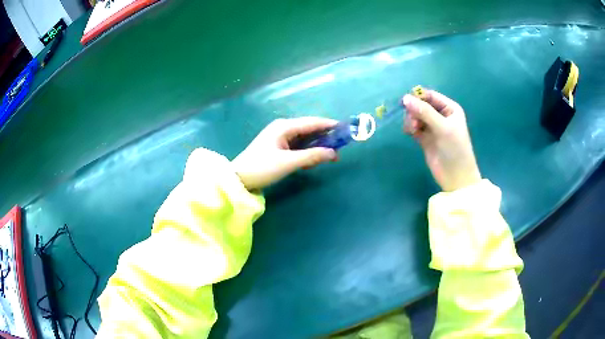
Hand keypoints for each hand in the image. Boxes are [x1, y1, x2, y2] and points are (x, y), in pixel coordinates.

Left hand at [232, 117, 338, 189]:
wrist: (239, 179)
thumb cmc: (262, 167)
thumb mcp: (288, 162)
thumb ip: (312, 156)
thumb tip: (333, 153)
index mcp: (284, 126)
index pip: (312, 122)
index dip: (329, 125)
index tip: (345, 129)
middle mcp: (283, 128)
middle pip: (309, 129)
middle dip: (324, 138)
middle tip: (339, 148)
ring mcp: (279, 137)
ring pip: (304, 139)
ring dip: (316, 147)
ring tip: (330, 157)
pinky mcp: (277, 147)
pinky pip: (297, 146)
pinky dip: (306, 152)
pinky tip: (312, 161)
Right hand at [402, 89, 480, 191]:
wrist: (456, 177)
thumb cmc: (455, 150)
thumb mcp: (442, 128)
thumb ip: (425, 112)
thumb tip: (405, 98)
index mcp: (450, 109)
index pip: (430, 96)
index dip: (418, 97)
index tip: (405, 102)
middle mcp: (441, 115)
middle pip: (421, 105)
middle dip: (414, 111)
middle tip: (412, 121)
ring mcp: (433, 127)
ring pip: (416, 116)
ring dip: (411, 120)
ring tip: (411, 129)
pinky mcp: (425, 138)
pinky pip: (414, 127)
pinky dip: (410, 128)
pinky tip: (409, 133)